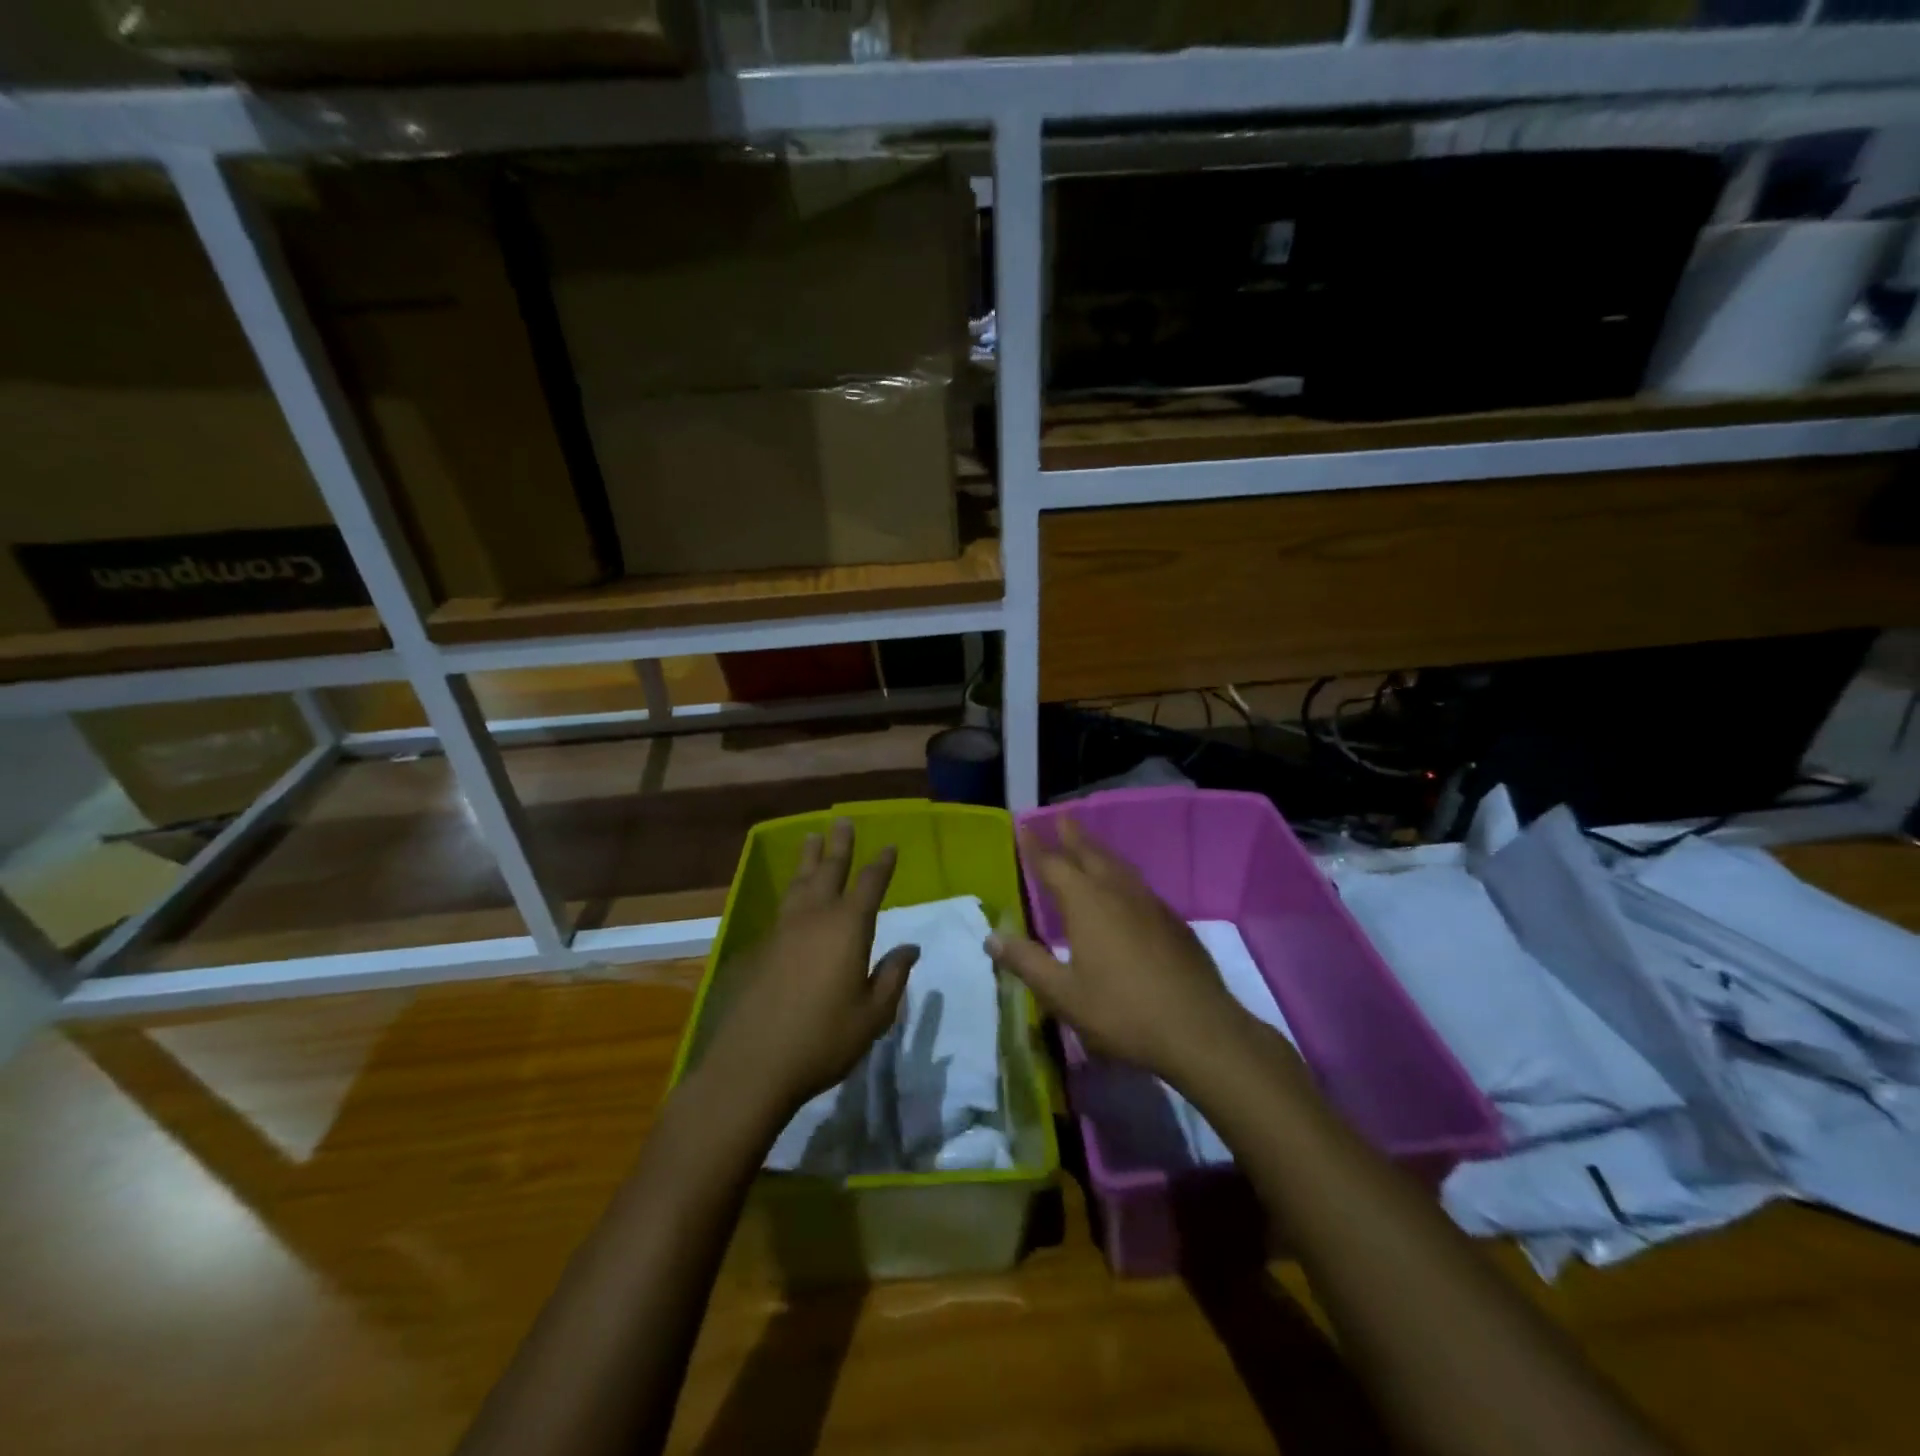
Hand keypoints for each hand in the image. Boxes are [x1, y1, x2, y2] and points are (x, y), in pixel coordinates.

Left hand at [697, 819, 917, 1124]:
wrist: (753, 1064)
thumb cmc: (824, 1039)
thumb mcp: (873, 1015)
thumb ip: (893, 977)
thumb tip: (910, 948)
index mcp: (847, 928)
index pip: (869, 885)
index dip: (881, 864)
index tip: (890, 847)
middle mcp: (814, 917)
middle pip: (829, 871)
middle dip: (839, 846)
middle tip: (843, 821)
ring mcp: (783, 930)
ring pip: (800, 883)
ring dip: (809, 859)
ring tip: (812, 839)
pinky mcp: (762, 947)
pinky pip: (783, 905)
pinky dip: (792, 889)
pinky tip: (793, 895)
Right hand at [987, 817, 1256, 1088]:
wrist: (1199, 1030)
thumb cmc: (1122, 1012)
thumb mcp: (1063, 994)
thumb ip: (1027, 962)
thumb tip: (992, 937)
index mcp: (1086, 903)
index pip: (1053, 865)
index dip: (1036, 847)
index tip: (1025, 827)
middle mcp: (1118, 892)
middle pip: (1091, 854)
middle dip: (1073, 836)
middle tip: (1062, 817)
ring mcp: (1150, 904)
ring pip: (1118, 866)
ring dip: (1099, 852)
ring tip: (1089, 846)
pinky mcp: (1173, 922)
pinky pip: (1138, 885)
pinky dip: (1121, 876)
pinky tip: (1124, 891)